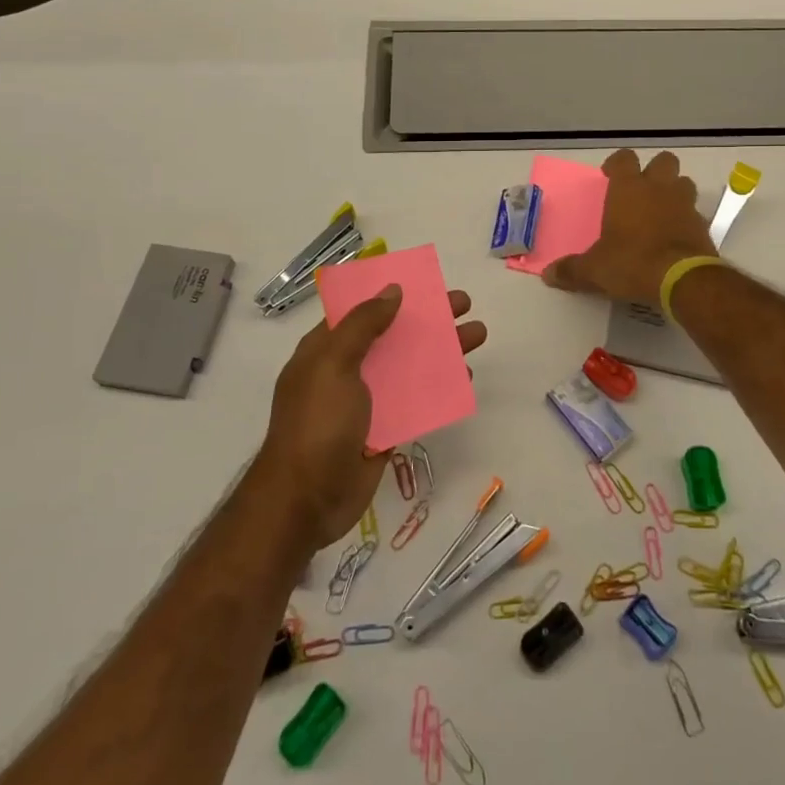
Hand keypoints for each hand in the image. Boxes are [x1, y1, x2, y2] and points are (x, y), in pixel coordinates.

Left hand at [255, 286, 486, 552]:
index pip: (360, 311)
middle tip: (463, 304)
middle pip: (392, 334)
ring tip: (477, 335)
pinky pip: (416, 401)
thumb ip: (363, 325)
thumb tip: (392, 290)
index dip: (391, 295)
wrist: (306, 501)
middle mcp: (346, 370)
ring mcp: (366, 402)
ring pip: (409, 366)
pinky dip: (439, 388)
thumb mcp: (334, 364)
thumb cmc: (317, 423)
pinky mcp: (384, 430)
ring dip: (441, 350)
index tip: (424, 283)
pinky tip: (465, 378)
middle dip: (427, 318)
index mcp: (325, 349)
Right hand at [543, 149, 717, 305]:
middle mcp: (659, 189)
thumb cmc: (632, 262)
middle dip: (654, 171)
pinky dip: (686, 220)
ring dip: (674, 192)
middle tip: (641, 190)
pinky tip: (675, 238)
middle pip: (664, 161)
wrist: (682, 279)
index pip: (624, 158)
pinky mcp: (703, 226)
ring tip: (661, 211)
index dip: (617, 164)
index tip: (609, 176)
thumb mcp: (594, 270)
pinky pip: (695, 213)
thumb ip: (572, 270)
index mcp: (629, 189)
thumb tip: (549, 275)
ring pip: (684, 183)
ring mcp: (685, 205)